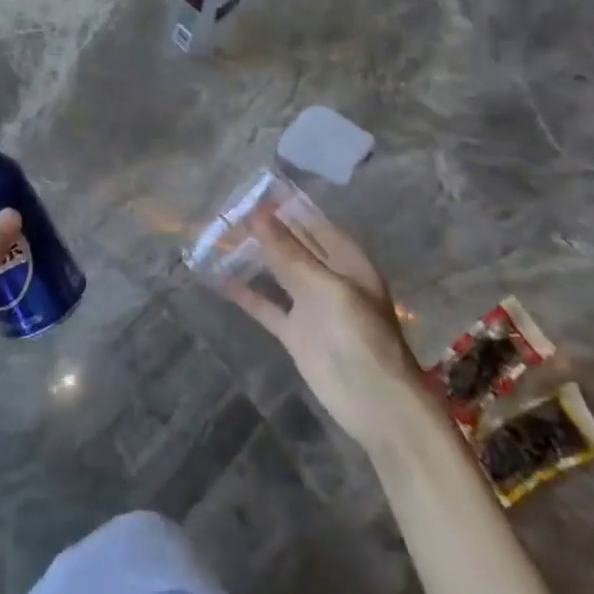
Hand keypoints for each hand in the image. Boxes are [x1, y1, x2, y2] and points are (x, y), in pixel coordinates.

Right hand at [222, 202, 426, 448]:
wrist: (375, 403)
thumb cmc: (359, 336)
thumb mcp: (325, 287)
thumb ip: (288, 252)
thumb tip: (257, 213)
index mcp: (348, 262)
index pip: (313, 223)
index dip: (286, 207)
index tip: (253, 189)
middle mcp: (329, 278)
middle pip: (293, 246)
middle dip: (265, 228)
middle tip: (227, 208)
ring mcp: (310, 306)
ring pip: (276, 272)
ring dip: (252, 256)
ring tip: (218, 235)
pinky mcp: (294, 332)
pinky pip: (265, 305)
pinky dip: (244, 292)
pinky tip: (218, 277)